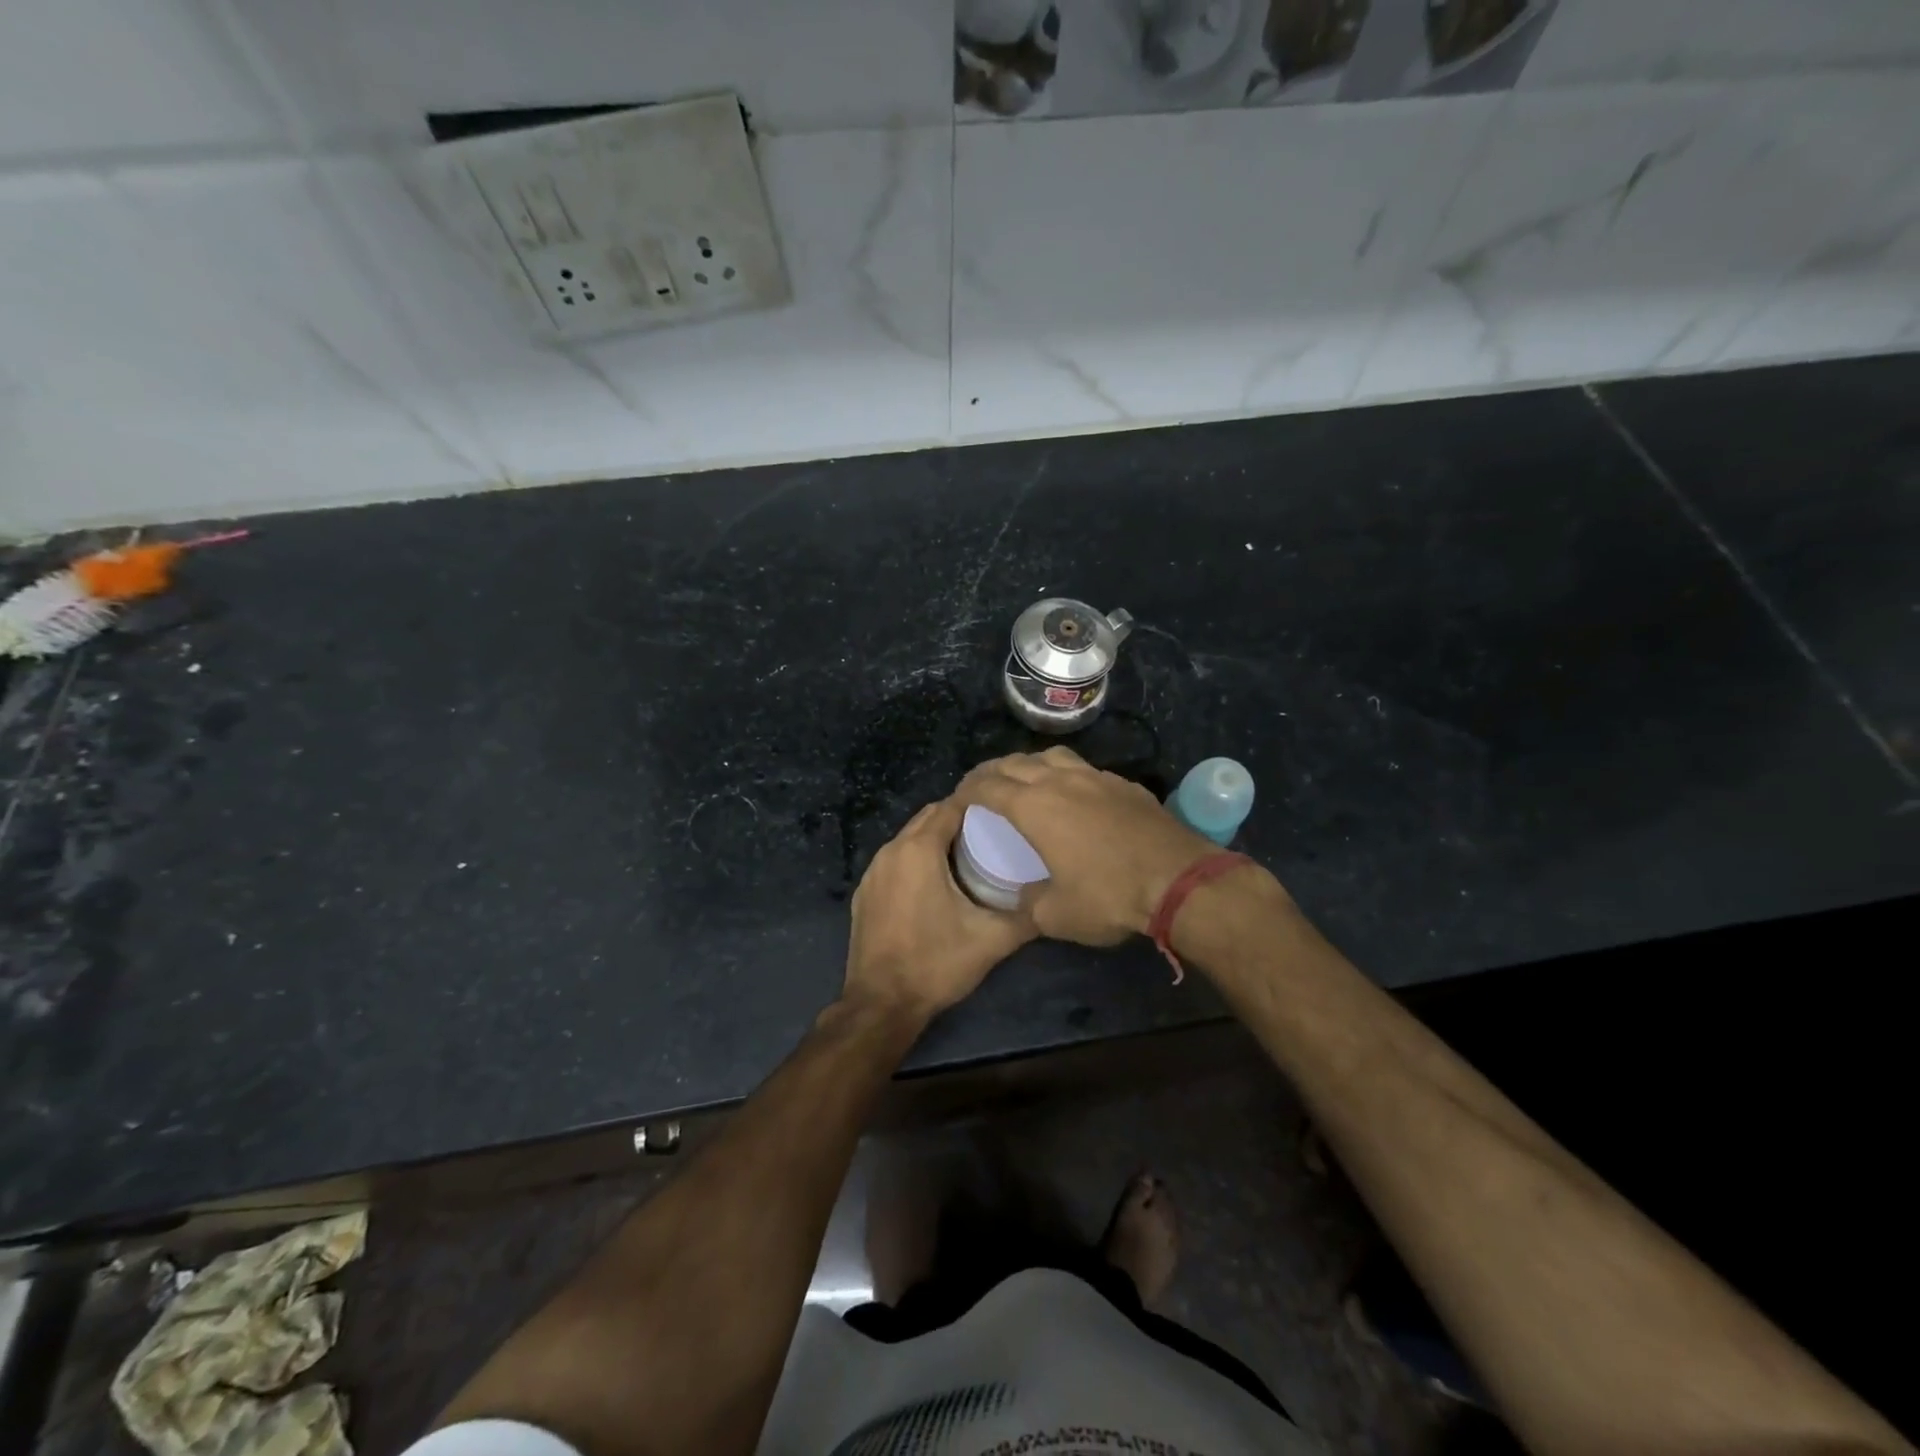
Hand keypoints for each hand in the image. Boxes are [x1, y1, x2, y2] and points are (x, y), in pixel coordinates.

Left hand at [842, 798, 1036, 1021]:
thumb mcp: (991, 941)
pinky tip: (935, 884)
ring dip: (935, 840)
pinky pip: (894, 862)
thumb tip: (1051, 902)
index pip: (950, 807)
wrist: (881, 1004)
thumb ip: (1025, 917)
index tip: (1003, 815)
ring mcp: (872, 872)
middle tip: (991, 834)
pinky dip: (915, 861)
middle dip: (957, 819)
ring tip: (968, 857)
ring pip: (908, 839)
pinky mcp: (864, 893)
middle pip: (927, 818)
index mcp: (918, 850)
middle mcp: (891, 851)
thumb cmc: (936, 963)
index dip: (976, 805)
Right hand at [955, 748, 1217, 945]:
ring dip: (1028, 764)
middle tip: (981, 786)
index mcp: (1034, 807)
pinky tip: (1072, 793)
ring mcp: (1096, 778)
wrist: (1179, 881)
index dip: (967, 790)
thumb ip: (1029, 903)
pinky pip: (1083, 769)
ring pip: (1051, 757)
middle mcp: (1060, 781)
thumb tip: (1024, 896)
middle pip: (1015, 763)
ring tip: (1023, 779)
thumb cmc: (1109, 896)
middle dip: (991, 772)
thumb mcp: (1056, 915)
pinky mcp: (1124, 784)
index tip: (957, 799)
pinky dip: (1064, 774)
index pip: (988, 787)